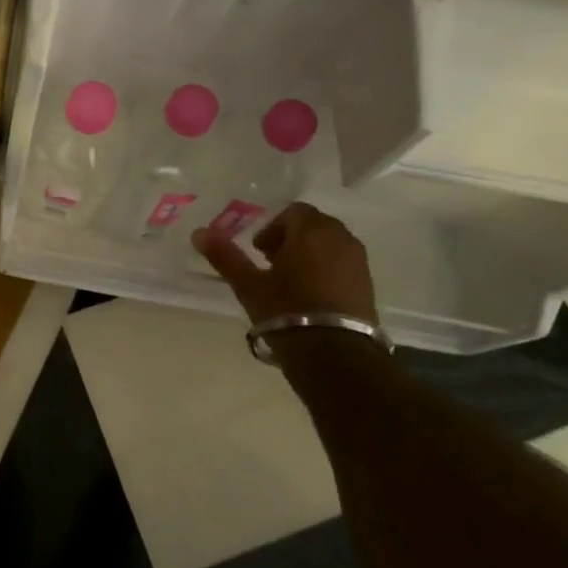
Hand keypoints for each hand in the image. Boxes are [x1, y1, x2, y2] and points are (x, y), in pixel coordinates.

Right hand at [192, 202, 377, 325]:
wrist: (335, 354)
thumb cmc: (286, 311)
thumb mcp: (249, 285)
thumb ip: (225, 256)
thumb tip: (199, 232)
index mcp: (311, 231)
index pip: (293, 212)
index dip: (272, 228)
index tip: (259, 251)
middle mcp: (340, 238)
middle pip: (313, 226)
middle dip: (292, 239)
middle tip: (271, 264)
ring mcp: (358, 262)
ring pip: (330, 245)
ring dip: (310, 254)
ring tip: (291, 282)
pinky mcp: (368, 285)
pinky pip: (343, 264)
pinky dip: (326, 270)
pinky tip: (311, 296)